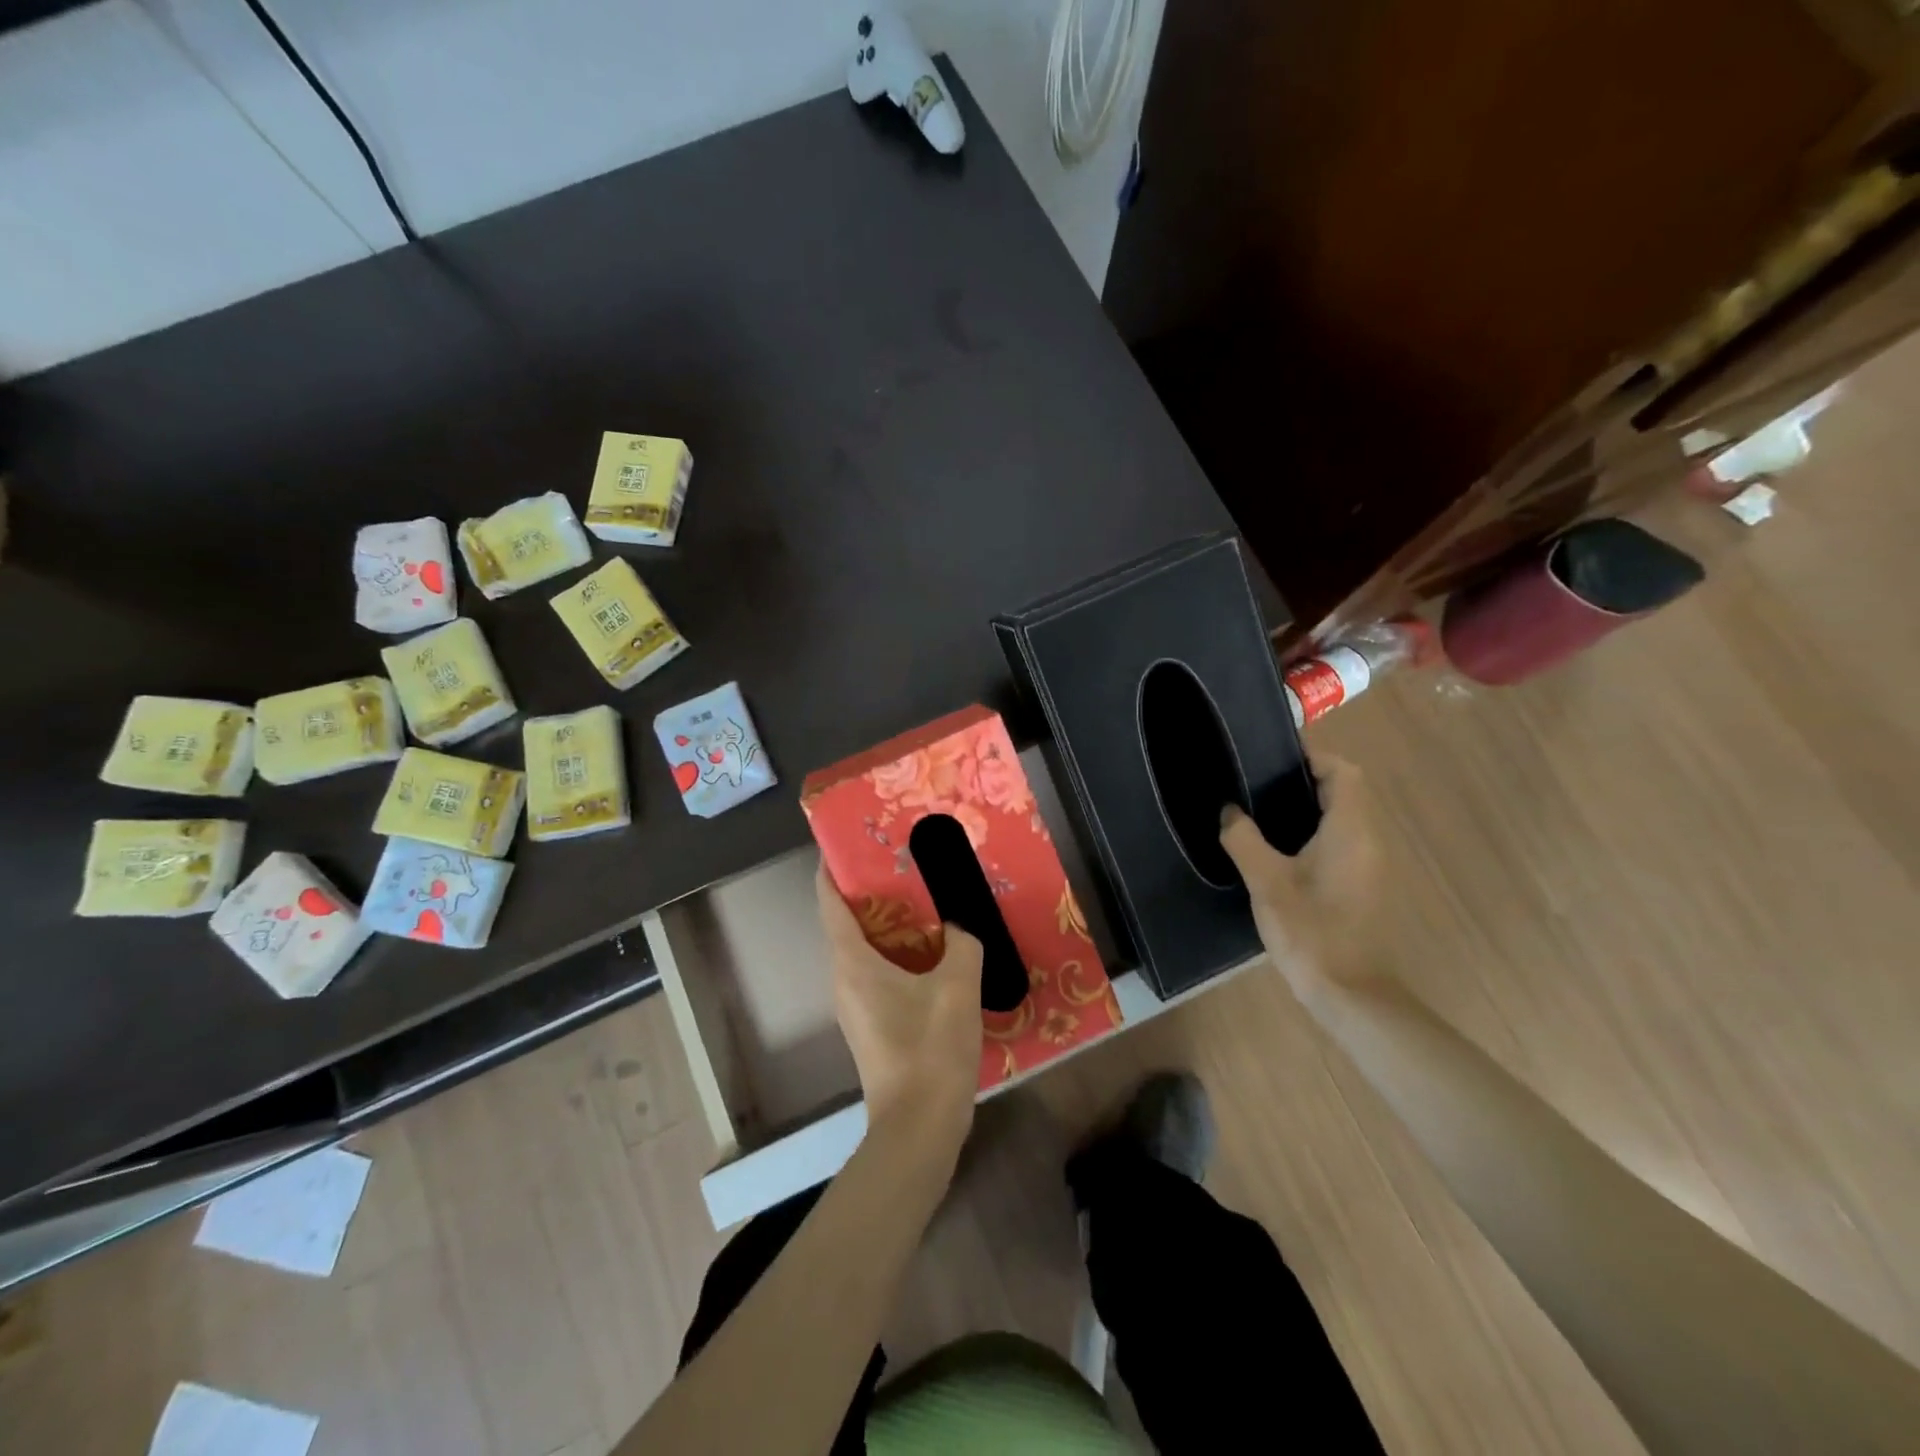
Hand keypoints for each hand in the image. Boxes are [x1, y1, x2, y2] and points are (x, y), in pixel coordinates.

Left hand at [816, 866, 982, 1140]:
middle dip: (869, 892)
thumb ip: (962, 943)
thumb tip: (959, 927)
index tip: (846, 843)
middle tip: (903, 865)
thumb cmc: (930, 1048)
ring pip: (864, 951)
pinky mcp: (874, 1026)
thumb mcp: (957, 985)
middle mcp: (844, 980)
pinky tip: (934, 952)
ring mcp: (856, 1006)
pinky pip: (878, 974)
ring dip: (888, 925)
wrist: (919, 1128)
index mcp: (852, 962)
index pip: (829, 903)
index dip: (831, 869)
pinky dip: (898, 954)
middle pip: (846, 923)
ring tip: (923, 901)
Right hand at [1219, 757, 1380, 1003]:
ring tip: (1260, 808)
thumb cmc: (1311, 931)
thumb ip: (1244, 839)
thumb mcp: (1267, 882)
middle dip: (1304, 779)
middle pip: (1345, 791)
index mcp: (1350, 831)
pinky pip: (1340, 842)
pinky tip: (1277, 849)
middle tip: (1257, 780)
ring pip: (1343, 818)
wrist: (1351, 995)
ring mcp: (1369, 866)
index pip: (1343, 772)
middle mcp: (1368, 841)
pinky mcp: (1362, 886)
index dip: (1313, 756)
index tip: (1273, 755)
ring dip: (1308, 807)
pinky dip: (1313, 832)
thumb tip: (1229, 811)